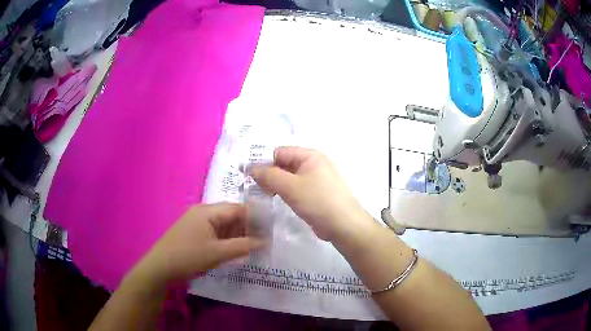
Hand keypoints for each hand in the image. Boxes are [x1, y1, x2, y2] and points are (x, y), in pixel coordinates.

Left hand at [131, 203, 262, 285]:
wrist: (160, 267)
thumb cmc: (188, 256)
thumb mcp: (218, 253)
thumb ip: (243, 246)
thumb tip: (264, 241)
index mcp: (208, 211)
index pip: (237, 209)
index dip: (255, 218)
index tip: (269, 229)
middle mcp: (203, 212)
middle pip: (230, 216)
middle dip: (246, 228)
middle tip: (261, 242)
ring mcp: (196, 222)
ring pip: (223, 225)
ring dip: (236, 235)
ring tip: (249, 248)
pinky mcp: (193, 232)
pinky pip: (214, 232)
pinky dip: (225, 240)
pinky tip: (232, 251)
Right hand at [250, 147, 372, 241]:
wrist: (344, 225)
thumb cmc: (318, 201)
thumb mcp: (290, 186)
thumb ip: (269, 175)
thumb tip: (251, 168)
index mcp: (310, 155)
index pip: (279, 152)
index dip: (263, 162)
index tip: (247, 175)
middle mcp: (313, 163)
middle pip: (284, 164)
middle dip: (268, 174)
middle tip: (252, 187)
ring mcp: (315, 179)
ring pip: (288, 177)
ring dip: (275, 184)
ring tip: (262, 194)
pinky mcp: (315, 193)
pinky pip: (295, 188)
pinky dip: (284, 192)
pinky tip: (275, 199)